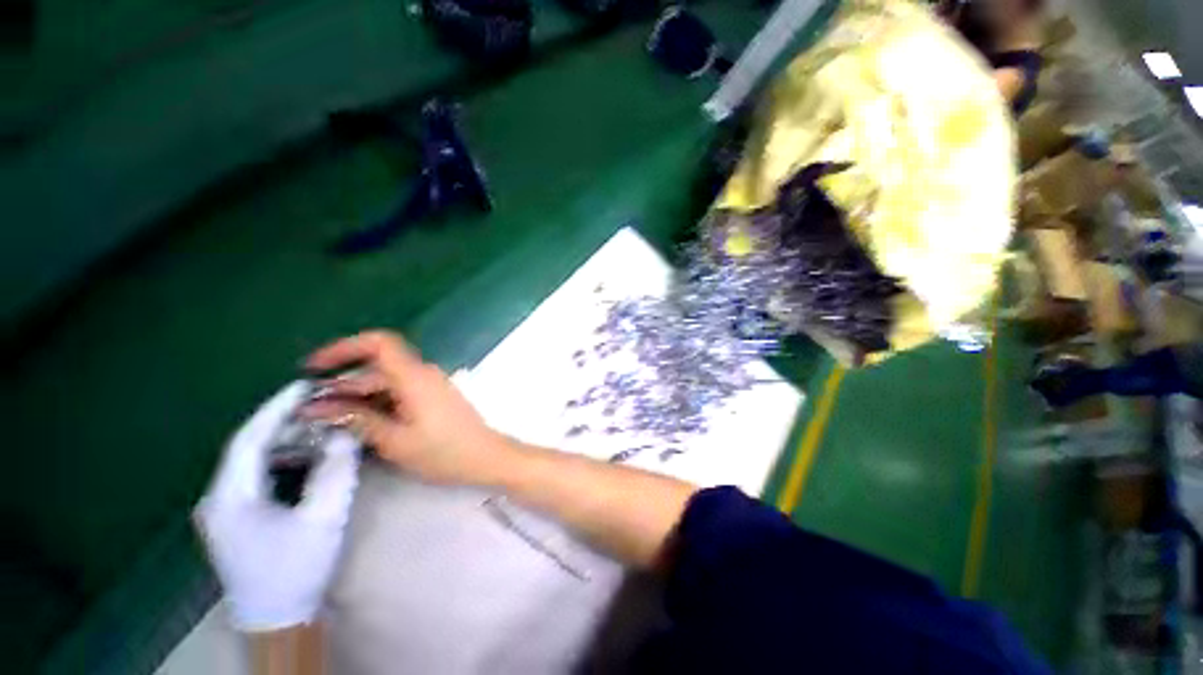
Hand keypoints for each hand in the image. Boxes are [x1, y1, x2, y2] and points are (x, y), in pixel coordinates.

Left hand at [195, 382, 360, 631]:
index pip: (248, 439)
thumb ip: (336, 471)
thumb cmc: (296, 568)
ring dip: (286, 439)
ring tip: (320, 425)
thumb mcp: (323, 517)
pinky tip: (307, 454)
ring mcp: (225, 506)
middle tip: (321, 403)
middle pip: (248, 446)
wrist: (277, 617)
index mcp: (230, 497)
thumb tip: (346, 433)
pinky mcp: (236, 514)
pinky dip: (283, 457)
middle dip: (285, 421)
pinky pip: (258, 473)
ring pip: (253, 459)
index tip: (305, 386)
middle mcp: (218, 496)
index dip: (275, 409)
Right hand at [301, 331, 510, 485]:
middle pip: (378, 368)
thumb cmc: (443, 451)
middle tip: (310, 411)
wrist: (485, 456)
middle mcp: (423, 374)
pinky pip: (400, 391)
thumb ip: (357, 420)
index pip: (379, 343)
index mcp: (414, 377)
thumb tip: (318, 407)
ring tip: (328, 421)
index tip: (315, 368)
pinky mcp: (435, 397)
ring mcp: (431, 385)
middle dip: (343, 385)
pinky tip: (361, 423)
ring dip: (358, 397)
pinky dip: (377, 402)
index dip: (345, 347)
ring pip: (387, 382)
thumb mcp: (395, 440)